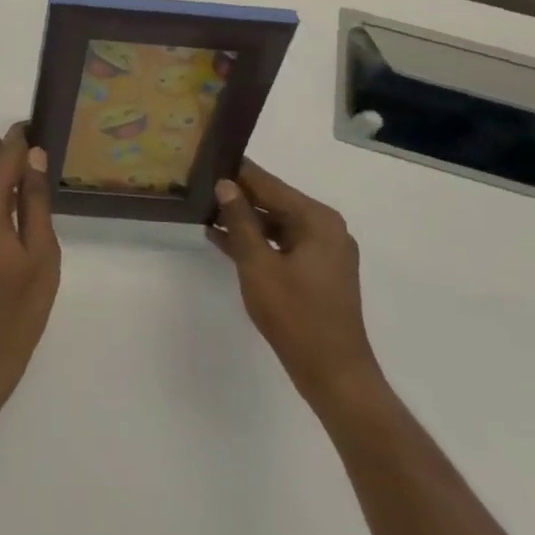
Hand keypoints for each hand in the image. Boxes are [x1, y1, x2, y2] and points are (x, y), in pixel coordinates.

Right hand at [209, 161, 383, 416]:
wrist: (335, 377)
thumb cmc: (296, 316)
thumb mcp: (258, 265)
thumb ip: (240, 221)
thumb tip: (225, 184)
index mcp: (317, 220)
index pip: (269, 184)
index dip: (237, 172)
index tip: (207, 158)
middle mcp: (325, 228)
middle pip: (274, 201)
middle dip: (238, 196)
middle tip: (199, 184)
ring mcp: (323, 252)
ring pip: (275, 224)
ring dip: (243, 220)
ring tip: (203, 210)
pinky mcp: (317, 272)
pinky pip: (281, 244)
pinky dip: (256, 242)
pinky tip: (221, 239)